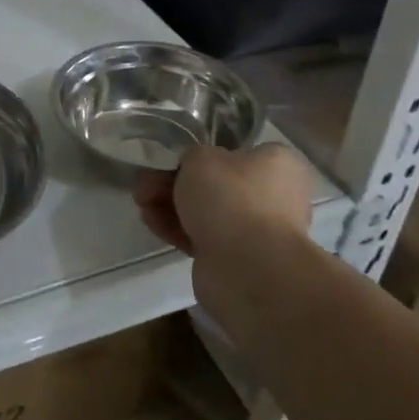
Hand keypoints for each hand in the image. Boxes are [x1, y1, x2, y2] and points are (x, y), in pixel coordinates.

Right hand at [133, 143, 313, 259]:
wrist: (246, 267)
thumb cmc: (230, 198)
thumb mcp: (201, 157)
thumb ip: (192, 156)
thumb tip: (192, 168)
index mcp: (277, 164)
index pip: (236, 152)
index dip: (199, 155)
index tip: (171, 161)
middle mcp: (273, 195)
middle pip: (214, 183)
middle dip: (173, 182)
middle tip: (145, 183)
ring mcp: (256, 229)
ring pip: (205, 211)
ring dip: (169, 205)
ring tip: (141, 203)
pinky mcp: (236, 257)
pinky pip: (202, 236)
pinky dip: (176, 228)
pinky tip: (151, 222)